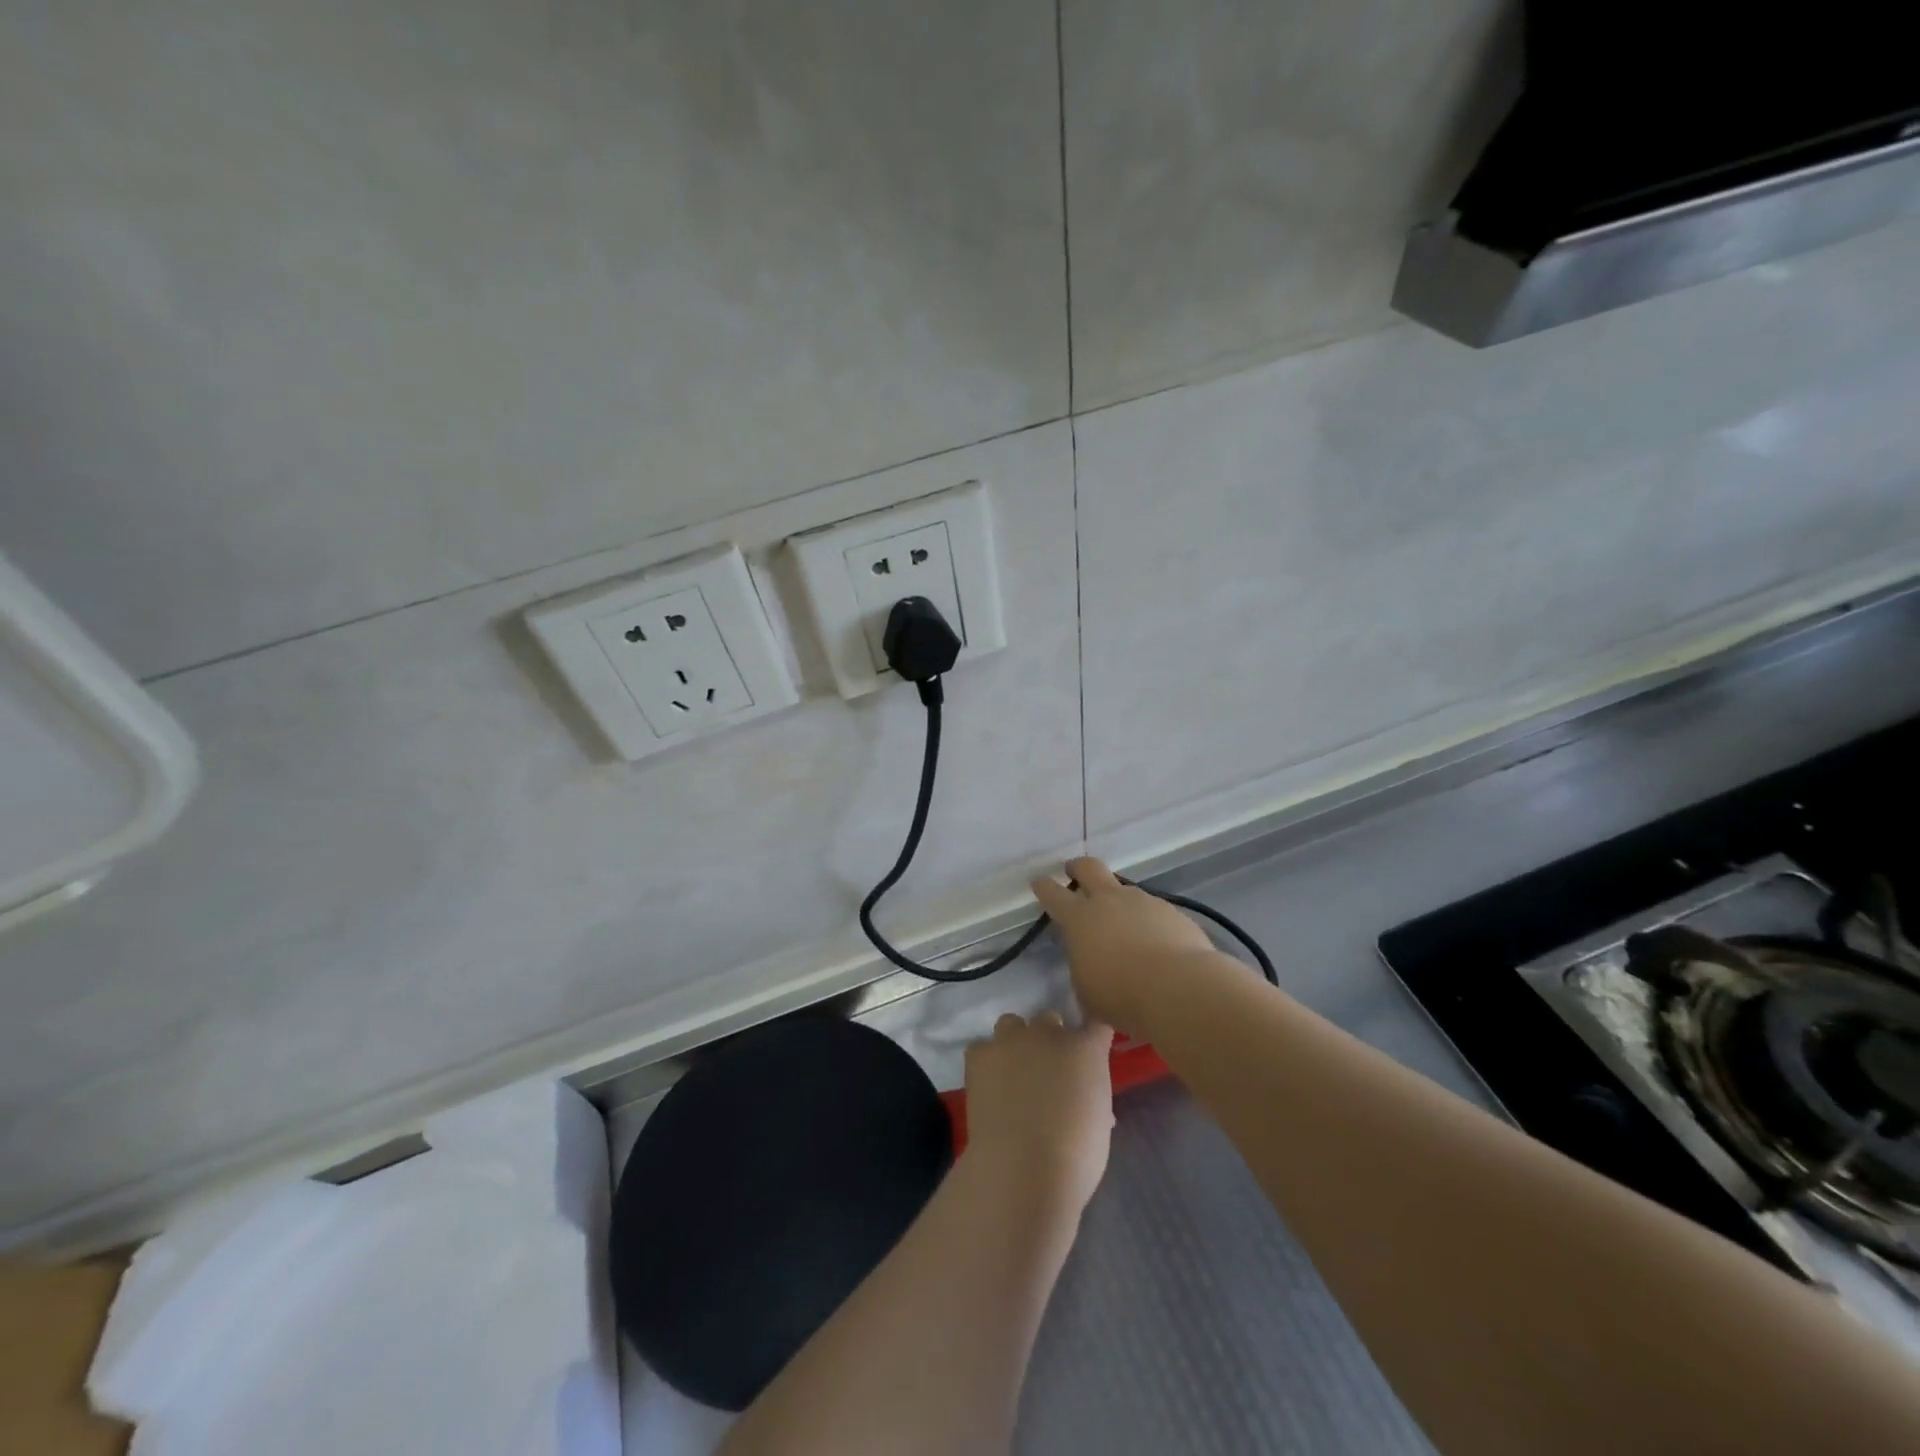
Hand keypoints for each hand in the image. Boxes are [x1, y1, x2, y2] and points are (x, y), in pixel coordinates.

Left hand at [962, 1011, 1114, 1217]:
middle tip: (1049, 1071)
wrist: (1023, 1168)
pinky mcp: (980, 1054)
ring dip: (1016, 1041)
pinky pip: (983, 1048)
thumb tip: (1081, 1094)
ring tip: (1014, 1072)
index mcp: (1086, 1049)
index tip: (1090, 1053)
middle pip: (1051, 1019)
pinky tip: (989, 1084)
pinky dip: (987, 1062)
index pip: (1097, 1025)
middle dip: (1051, 1039)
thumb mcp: (1098, 1121)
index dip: (1092, 1037)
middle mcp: (1049, 1033)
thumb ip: (1091, 1093)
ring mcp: (1011, 1040)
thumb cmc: (1075, 1156)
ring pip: (1013, 1023)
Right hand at [1031, 856, 1217, 1036]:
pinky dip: (1149, 922)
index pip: (1053, 894)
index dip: (1044, 886)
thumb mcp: (1087, 991)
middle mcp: (1109, 901)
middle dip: (1078, 867)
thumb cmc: (1121, 995)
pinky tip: (1155, 944)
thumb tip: (1091, 965)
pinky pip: (1153, 911)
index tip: (1039, 881)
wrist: (1178, 989)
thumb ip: (1084, 968)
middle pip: (1089, 868)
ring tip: (1124, 927)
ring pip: (1125, 890)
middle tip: (1074, 871)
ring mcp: (1143, 902)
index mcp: (1079, 919)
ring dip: (1119, 902)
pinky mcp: (1172, 912)